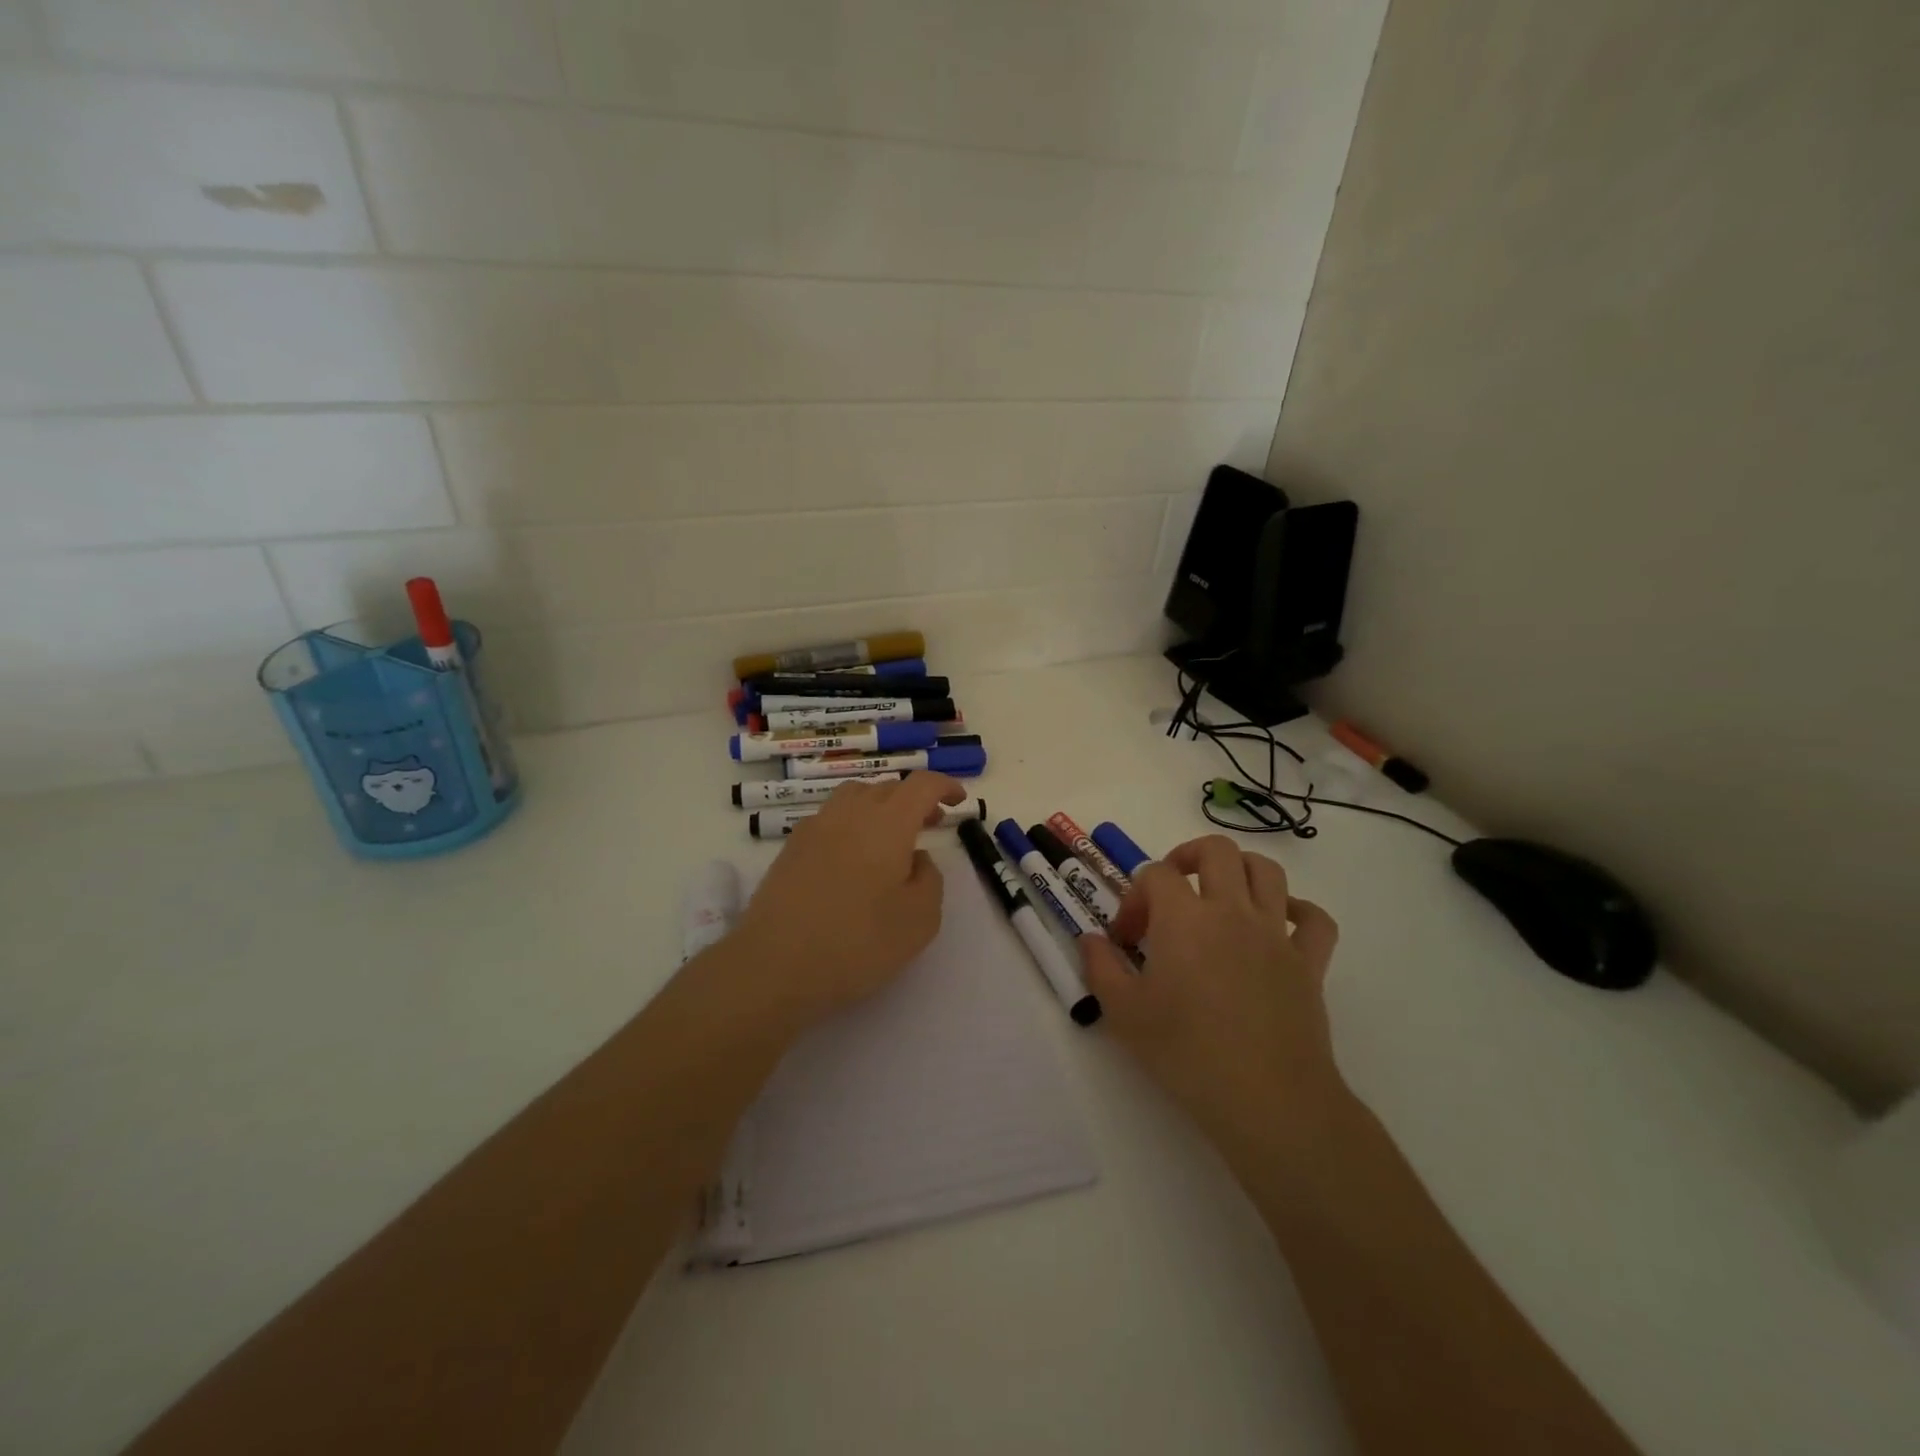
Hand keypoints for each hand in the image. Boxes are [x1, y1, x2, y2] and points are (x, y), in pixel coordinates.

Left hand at [727, 772, 964, 1024]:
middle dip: (914, 799)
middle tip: (930, 823)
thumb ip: (929, 879)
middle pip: (887, 787)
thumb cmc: (857, 943)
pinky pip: (830, 818)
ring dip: (880, 806)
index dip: (944, 785)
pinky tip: (853, 857)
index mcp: (888, 823)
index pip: (921, 785)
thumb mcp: (920, 920)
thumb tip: (916, 858)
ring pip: (855, 797)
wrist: (774, 965)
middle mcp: (850, 813)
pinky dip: (852, 823)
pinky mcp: (791, 848)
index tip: (959, 800)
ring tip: (891, 837)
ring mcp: (815, 827)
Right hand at [1080, 835, 1343, 1147]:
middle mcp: (1232, 911)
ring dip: (1241, 870)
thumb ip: (1100, 967)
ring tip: (1220, 894)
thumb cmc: (1186, 1052)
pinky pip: (1315, 920)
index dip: (1134, 897)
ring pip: (1267, 872)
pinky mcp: (1309, 963)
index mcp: (1184, 917)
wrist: (1266, 1099)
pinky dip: (1299, 910)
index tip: (1126, 938)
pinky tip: (1279, 924)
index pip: (1156, 874)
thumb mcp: (1123, 1013)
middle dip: (1188, 856)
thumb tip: (1091, 940)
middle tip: (1172, 890)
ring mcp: (1276, 934)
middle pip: (1217, 851)